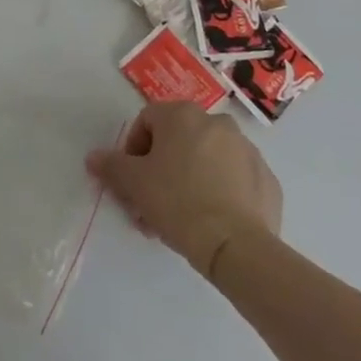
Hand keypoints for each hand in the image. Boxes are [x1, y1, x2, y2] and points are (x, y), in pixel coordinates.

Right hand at [86, 101, 281, 277]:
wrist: (236, 245)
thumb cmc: (177, 202)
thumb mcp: (134, 183)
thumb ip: (111, 165)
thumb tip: (93, 157)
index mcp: (183, 115)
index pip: (147, 121)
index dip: (133, 150)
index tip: (131, 181)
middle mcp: (217, 122)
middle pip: (178, 141)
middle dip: (160, 170)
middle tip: (151, 204)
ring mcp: (247, 150)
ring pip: (207, 159)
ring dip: (189, 180)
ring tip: (179, 219)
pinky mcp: (267, 179)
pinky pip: (234, 180)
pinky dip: (220, 193)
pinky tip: (211, 221)